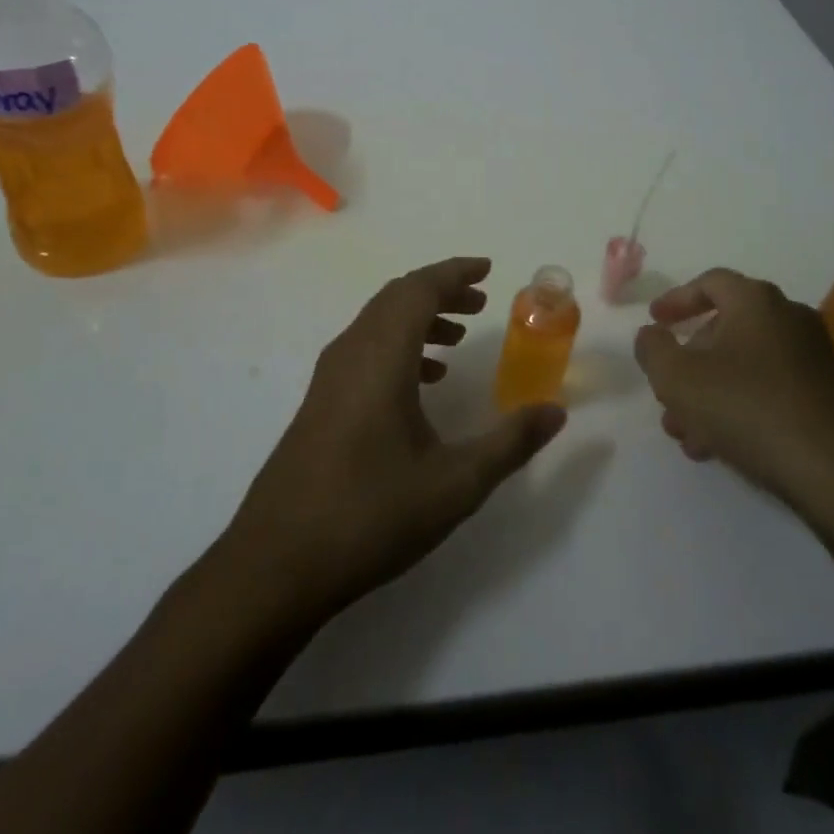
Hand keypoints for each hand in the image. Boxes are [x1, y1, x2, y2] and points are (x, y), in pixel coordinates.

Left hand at [225, 257, 566, 625]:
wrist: (277, 563)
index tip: (488, 269)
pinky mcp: (319, 402)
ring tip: (457, 338)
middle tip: (480, 303)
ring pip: (377, 323)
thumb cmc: (370, 515)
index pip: (419, 289)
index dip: (454, 273)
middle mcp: (350, 353)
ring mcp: (328, 377)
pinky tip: (421, 383)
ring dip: (418, 318)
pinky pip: (364, 349)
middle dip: (440, 291)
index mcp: (381, 357)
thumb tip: (556, 411)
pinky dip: (398, 346)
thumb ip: (510, 443)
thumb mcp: (455, 484)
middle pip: (396, 298)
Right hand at [633, 268, 833, 533]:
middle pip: (725, 329)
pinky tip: (719, 447)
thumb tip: (652, 335)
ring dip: (709, 393)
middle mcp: (789, 319)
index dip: (677, 300)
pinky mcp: (828, 397)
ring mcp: (813, 359)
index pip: (711, 282)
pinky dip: (739, 406)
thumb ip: (653, 349)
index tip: (655, 321)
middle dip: (689, 362)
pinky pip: (769, 389)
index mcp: (757, 302)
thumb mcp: (679, 379)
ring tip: (685, 433)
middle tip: (666, 392)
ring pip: (745, 366)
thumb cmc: (748, 409)